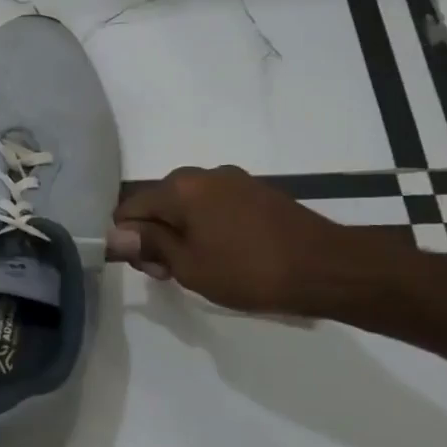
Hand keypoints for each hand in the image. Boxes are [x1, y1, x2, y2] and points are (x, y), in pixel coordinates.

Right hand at [106, 165, 364, 316]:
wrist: (331, 269)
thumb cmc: (251, 271)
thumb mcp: (189, 266)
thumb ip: (149, 245)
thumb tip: (115, 235)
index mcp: (179, 187)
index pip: (129, 209)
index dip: (131, 241)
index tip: (154, 271)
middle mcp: (202, 173)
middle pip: (157, 204)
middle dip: (156, 236)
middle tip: (176, 273)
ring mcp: (233, 180)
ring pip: (187, 205)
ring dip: (183, 233)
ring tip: (205, 266)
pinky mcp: (257, 191)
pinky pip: (214, 206)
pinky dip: (209, 227)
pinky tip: (228, 254)